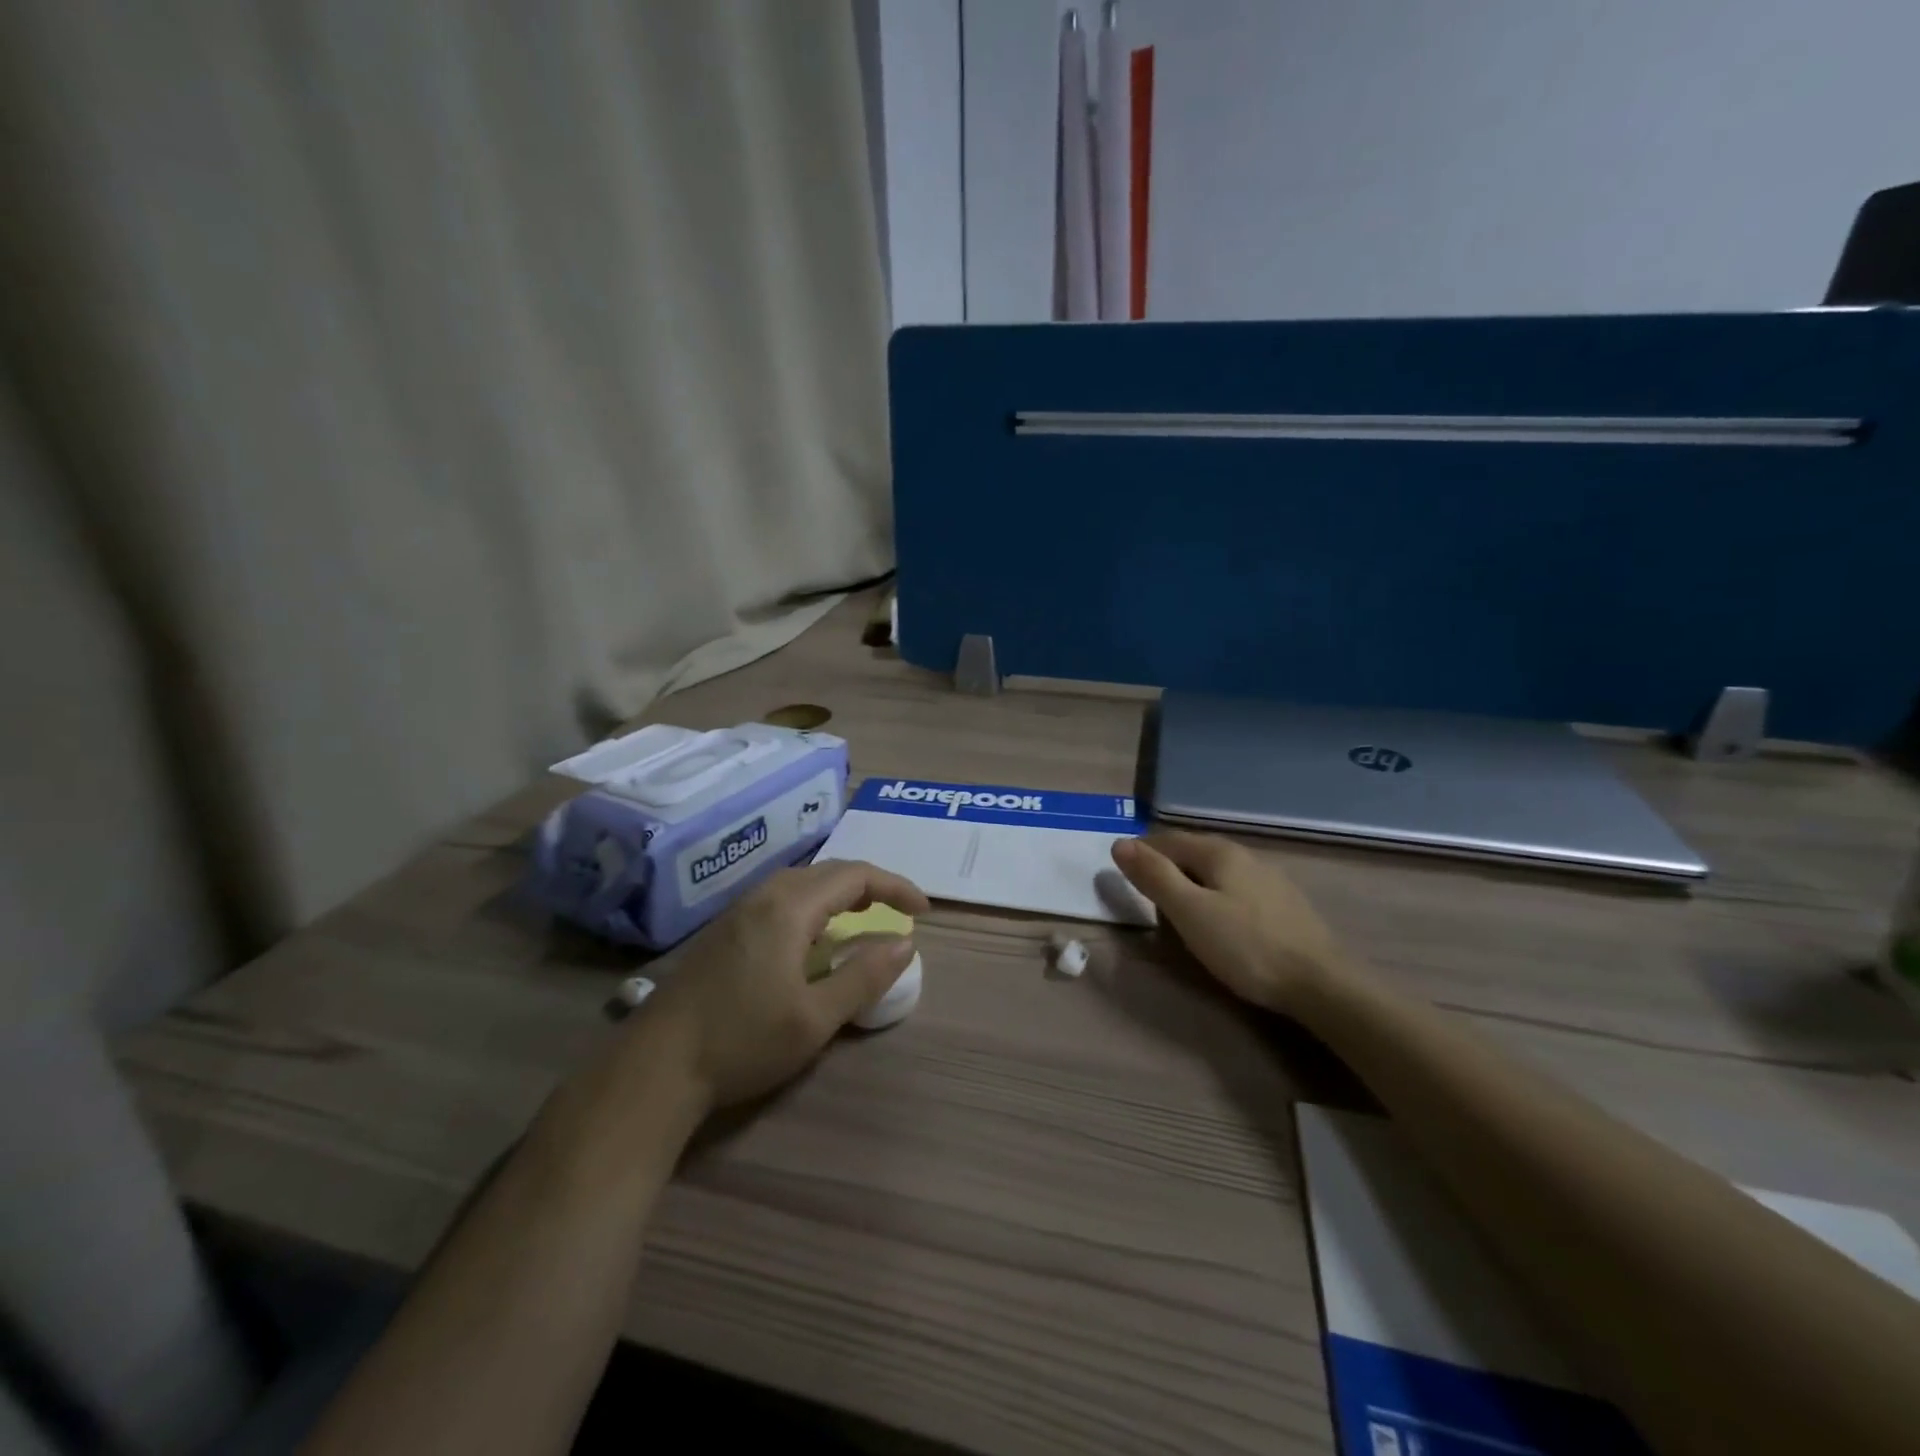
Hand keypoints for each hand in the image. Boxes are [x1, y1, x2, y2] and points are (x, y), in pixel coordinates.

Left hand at [644, 860, 929, 1110]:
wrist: (655, 1067)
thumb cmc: (742, 1041)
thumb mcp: (815, 1018)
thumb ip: (864, 976)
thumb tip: (905, 943)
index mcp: (789, 907)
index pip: (855, 876)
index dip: (895, 886)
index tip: (922, 911)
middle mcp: (764, 895)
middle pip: (829, 872)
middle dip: (870, 886)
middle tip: (898, 911)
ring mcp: (738, 911)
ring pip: (802, 883)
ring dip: (840, 893)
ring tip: (863, 918)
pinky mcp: (723, 930)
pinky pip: (781, 898)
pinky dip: (813, 905)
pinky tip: (813, 938)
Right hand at [1111, 830, 1348, 1012]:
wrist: (1321, 985)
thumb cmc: (1246, 946)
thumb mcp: (1189, 912)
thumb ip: (1154, 876)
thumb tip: (1119, 843)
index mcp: (1219, 852)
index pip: (1167, 840)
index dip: (1141, 854)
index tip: (1121, 877)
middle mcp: (1245, 855)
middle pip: (1192, 853)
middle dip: (1165, 868)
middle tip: (1145, 898)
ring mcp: (1268, 879)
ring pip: (1215, 871)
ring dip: (1190, 884)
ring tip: (1177, 912)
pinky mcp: (1283, 904)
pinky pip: (1235, 889)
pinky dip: (1214, 897)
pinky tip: (1218, 921)